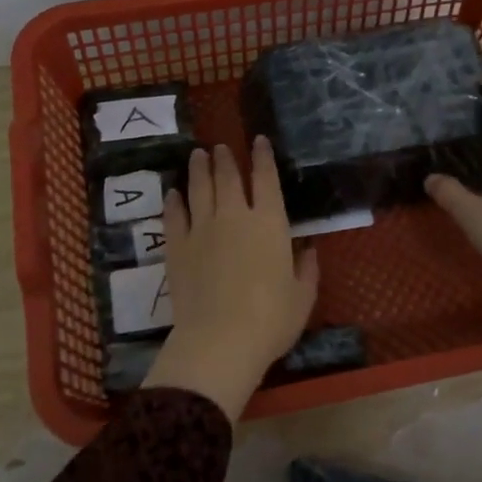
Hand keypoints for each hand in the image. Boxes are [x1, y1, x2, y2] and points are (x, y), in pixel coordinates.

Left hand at [144, 139, 319, 421]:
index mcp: (269, 223)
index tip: (259, 141)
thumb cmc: (270, 320)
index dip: (263, 157)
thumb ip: (307, 269)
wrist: (219, 340)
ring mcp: (201, 229)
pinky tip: (173, 194)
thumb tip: (307, 249)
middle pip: (227, 177)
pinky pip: (174, 216)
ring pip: (198, 189)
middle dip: (225, 158)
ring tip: (197, 155)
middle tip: (219, 147)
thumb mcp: (302, 297)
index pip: (266, 179)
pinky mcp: (177, 247)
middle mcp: (234, 216)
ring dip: (198, 169)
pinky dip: (174, 201)